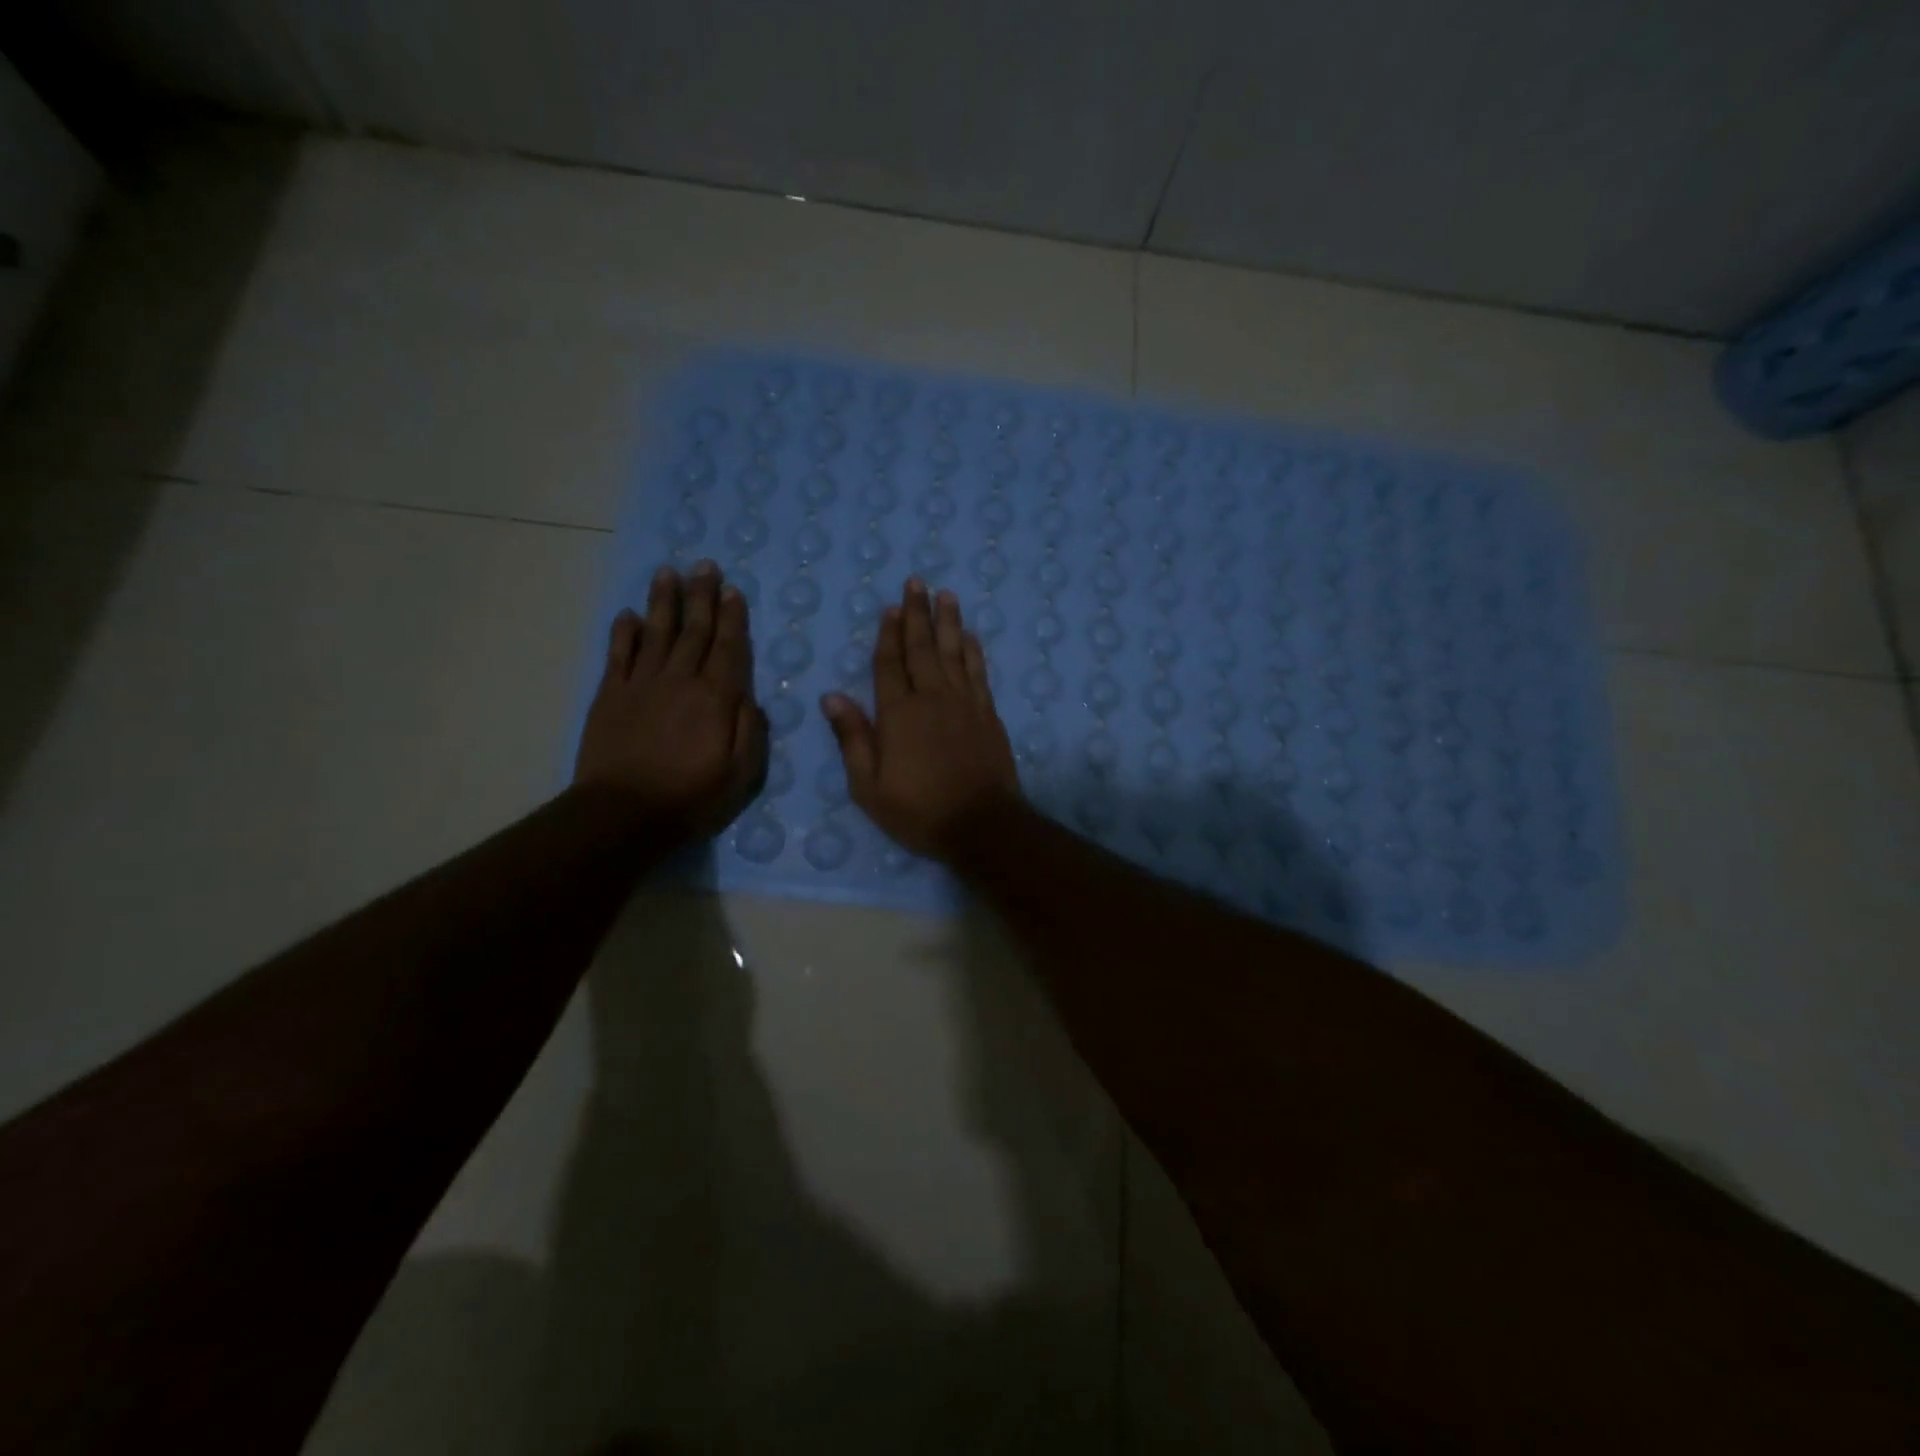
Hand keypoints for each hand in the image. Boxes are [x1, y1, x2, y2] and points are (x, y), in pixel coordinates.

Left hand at [574, 560, 768, 836]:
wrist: (622, 815)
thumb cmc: (690, 798)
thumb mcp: (740, 774)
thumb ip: (750, 731)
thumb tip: (751, 698)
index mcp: (714, 698)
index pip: (728, 648)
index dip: (732, 618)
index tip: (733, 590)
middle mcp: (679, 681)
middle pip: (693, 631)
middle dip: (701, 596)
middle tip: (705, 565)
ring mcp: (641, 685)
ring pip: (656, 633)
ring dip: (663, 602)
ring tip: (668, 573)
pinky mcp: (611, 696)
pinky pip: (619, 655)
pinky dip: (624, 632)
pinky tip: (629, 614)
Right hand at [820, 579, 1020, 859]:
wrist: (981, 824)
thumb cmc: (919, 810)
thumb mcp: (869, 786)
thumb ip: (853, 738)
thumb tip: (831, 697)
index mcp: (898, 714)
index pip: (889, 665)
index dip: (888, 636)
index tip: (889, 608)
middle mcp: (932, 698)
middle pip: (922, 648)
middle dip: (917, 614)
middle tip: (916, 582)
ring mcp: (964, 703)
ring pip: (954, 653)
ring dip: (948, 622)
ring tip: (946, 595)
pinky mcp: (988, 714)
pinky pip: (978, 672)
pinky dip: (973, 651)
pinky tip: (970, 636)